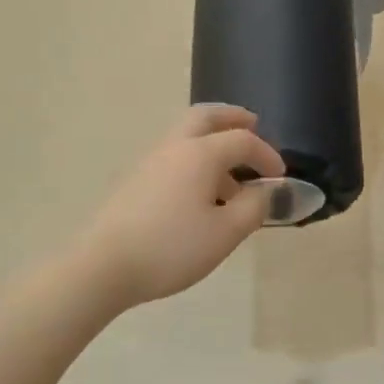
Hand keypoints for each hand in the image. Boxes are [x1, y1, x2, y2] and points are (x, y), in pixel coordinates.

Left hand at [83, 105, 284, 307]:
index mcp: (200, 154)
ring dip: (213, 142)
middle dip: (232, 118)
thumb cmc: (172, 247)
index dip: (267, 154)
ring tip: (232, 175)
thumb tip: (264, 191)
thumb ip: (254, 207)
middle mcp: (175, 147)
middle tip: (253, 125)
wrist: (103, 267)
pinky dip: (195, 160)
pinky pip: (174, 156)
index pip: (243, 140)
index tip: (280, 177)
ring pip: (186, 136)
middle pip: (205, 116)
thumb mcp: (226, 233)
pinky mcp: (135, 181)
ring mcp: (150, 162)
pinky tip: (202, 194)